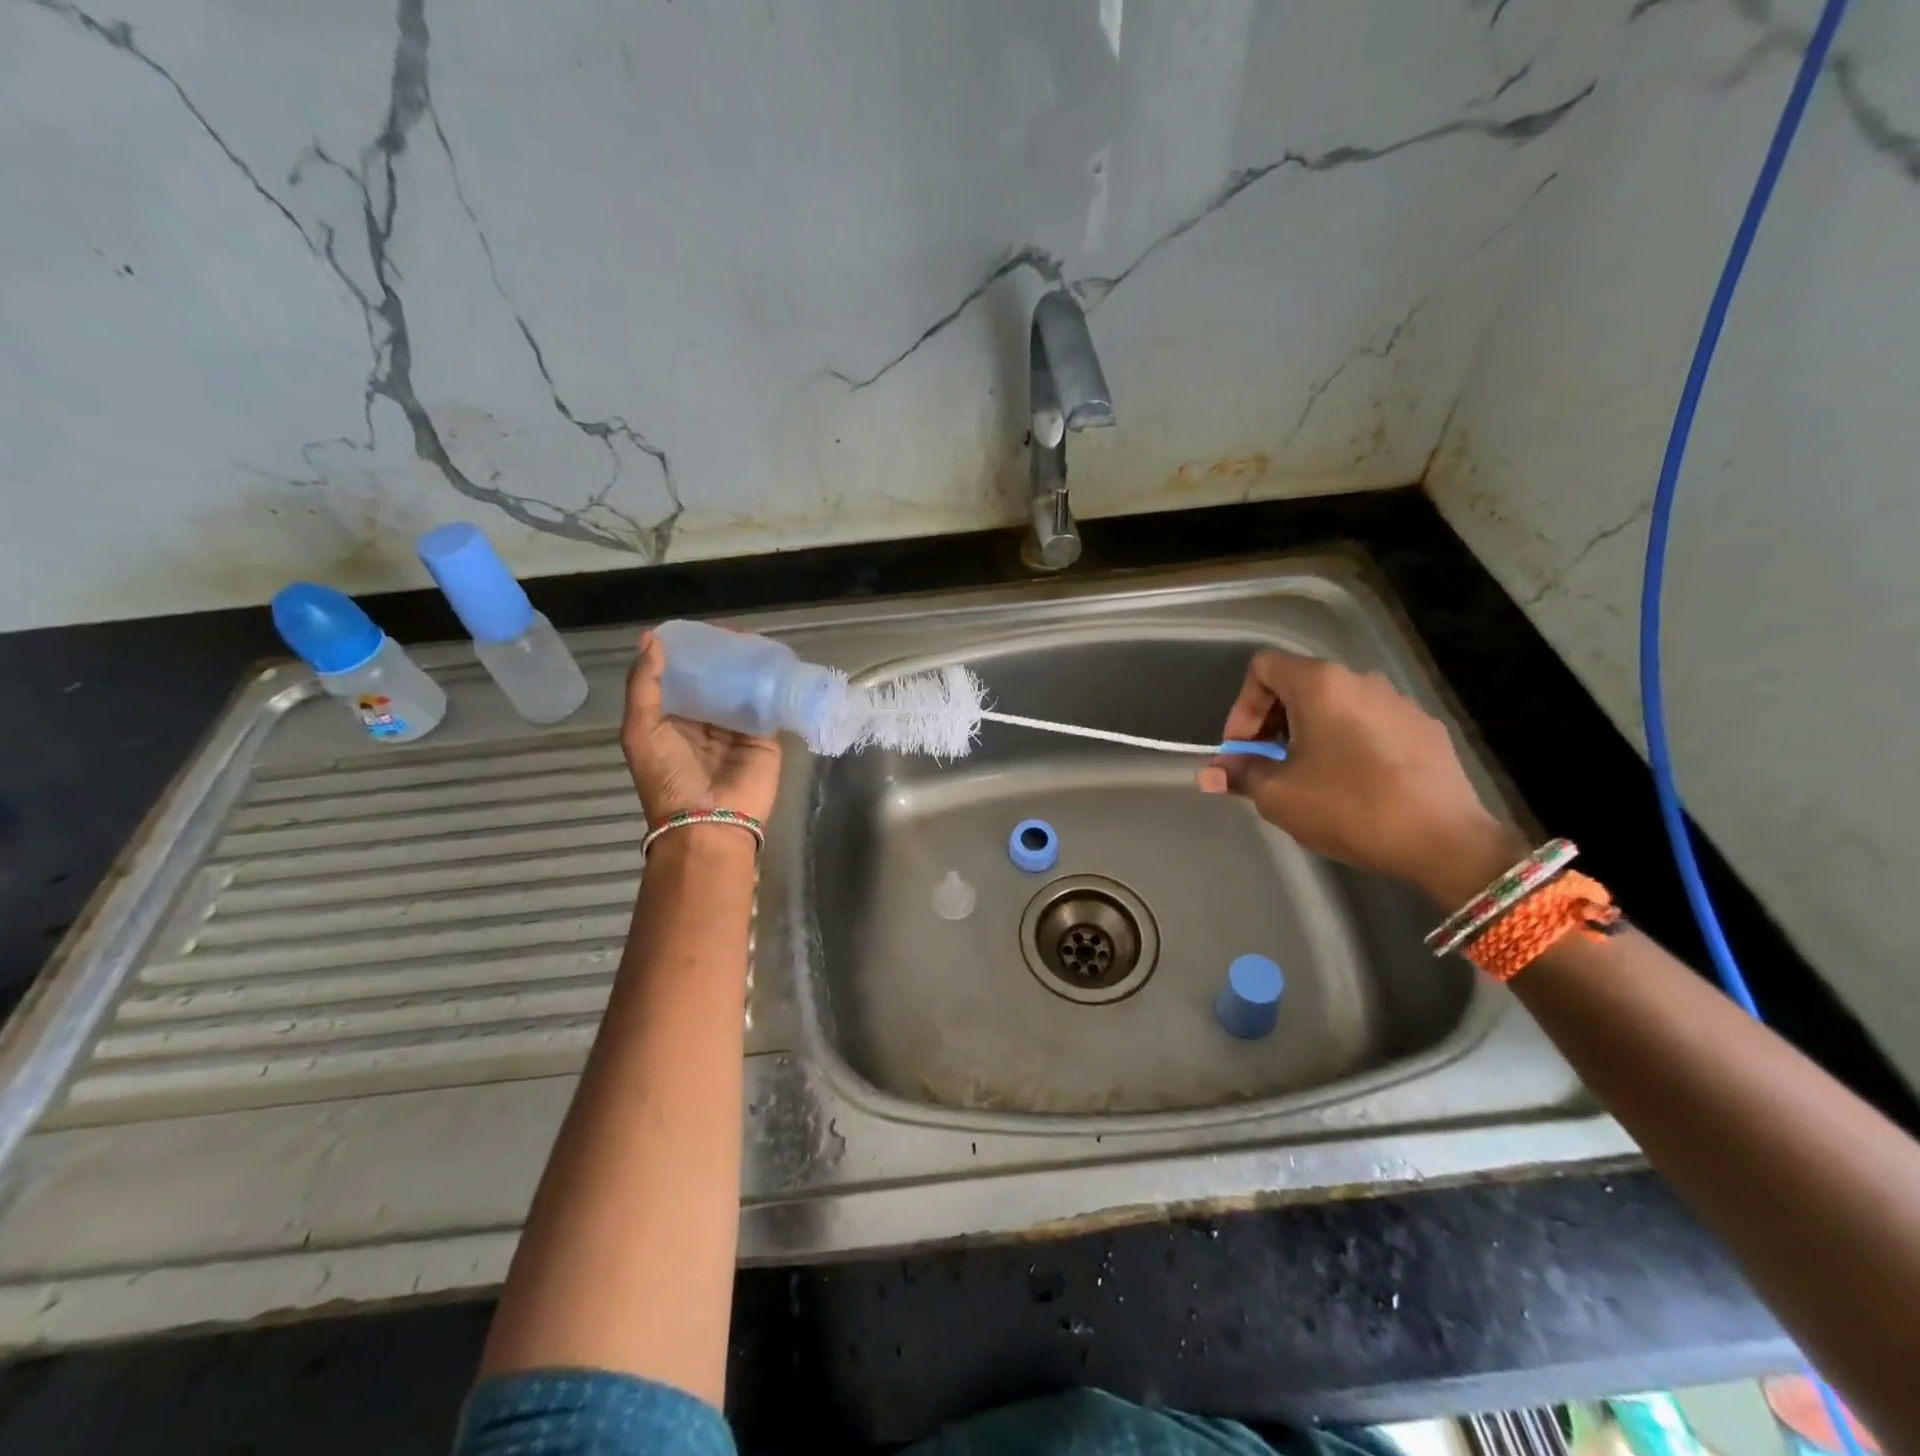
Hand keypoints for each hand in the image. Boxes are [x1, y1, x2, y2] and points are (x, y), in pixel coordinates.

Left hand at [621, 630, 782, 824]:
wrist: (709, 822)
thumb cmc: (669, 778)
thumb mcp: (641, 730)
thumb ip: (644, 685)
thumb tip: (651, 637)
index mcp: (672, 720)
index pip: (682, 679)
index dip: (688, 655)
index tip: (699, 630)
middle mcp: (705, 722)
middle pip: (715, 681)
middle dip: (722, 658)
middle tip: (733, 630)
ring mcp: (737, 730)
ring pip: (742, 690)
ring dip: (748, 668)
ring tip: (756, 640)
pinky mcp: (765, 738)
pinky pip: (768, 706)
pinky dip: (771, 686)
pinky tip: (776, 663)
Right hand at [1197, 650, 1525, 905]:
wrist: (1445, 840)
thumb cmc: (1349, 808)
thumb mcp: (1279, 796)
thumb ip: (1240, 774)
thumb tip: (1210, 773)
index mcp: (1320, 685)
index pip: (1263, 667)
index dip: (1242, 707)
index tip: (1243, 751)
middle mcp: (1360, 680)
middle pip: (1298, 684)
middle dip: (1271, 723)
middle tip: (1266, 766)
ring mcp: (1397, 701)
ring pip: (1334, 704)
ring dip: (1308, 732)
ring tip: (1307, 776)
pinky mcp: (1423, 727)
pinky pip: (1368, 723)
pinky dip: (1346, 741)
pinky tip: (1352, 782)